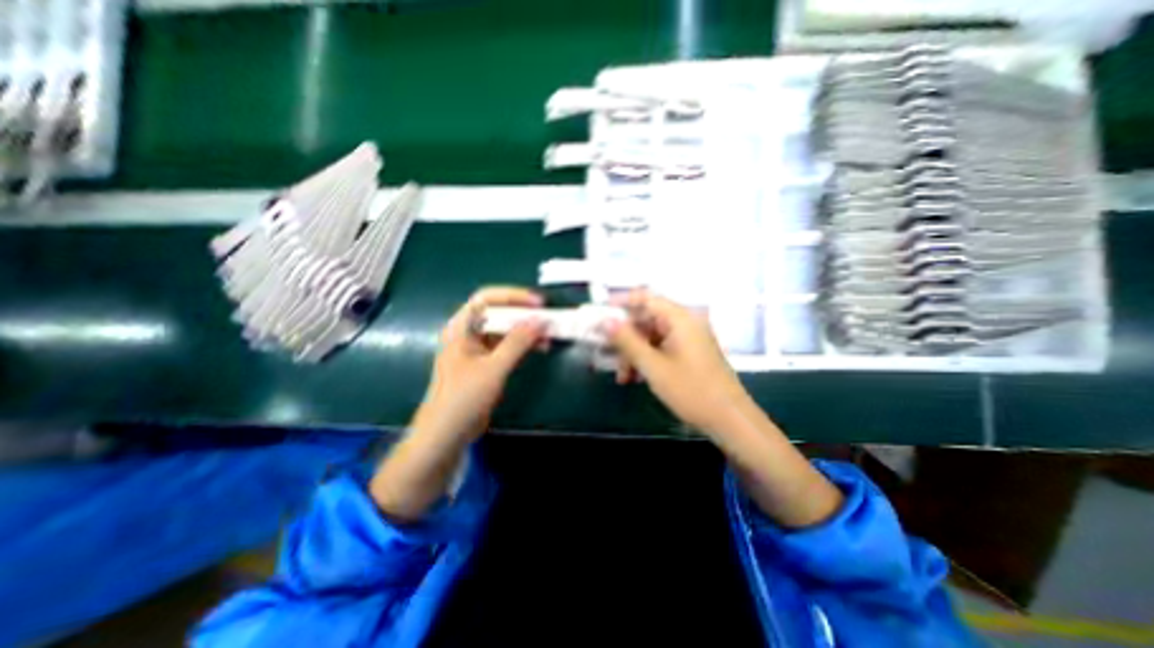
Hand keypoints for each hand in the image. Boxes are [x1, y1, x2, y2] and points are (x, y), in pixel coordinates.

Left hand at [414, 285, 546, 443]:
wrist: (446, 435)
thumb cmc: (463, 398)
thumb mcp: (493, 368)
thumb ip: (518, 342)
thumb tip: (541, 320)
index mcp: (461, 327)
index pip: (486, 298)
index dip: (513, 296)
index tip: (538, 303)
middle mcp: (468, 333)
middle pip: (498, 313)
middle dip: (524, 314)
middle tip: (547, 318)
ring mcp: (477, 348)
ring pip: (505, 330)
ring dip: (527, 330)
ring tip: (548, 335)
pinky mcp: (486, 363)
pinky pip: (507, 346)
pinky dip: (524, 345)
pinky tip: (540, 348)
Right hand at [604, 288, 759, 432]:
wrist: (730, 420)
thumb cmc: (692, 390)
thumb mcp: (653, 367)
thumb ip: (627, 341)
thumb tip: (605, 321)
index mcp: (680, 318)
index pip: (645, 297)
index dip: (621, 302)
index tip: (600, 313)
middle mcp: (685, 323)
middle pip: (646, 319)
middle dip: (625, 337)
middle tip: (606, 351)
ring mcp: (688, 338)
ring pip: (651, 336)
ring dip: (634, 352)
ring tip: (622, 375)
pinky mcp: (689, 353)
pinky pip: (661, 347)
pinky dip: (646, 359)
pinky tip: (634, 377)